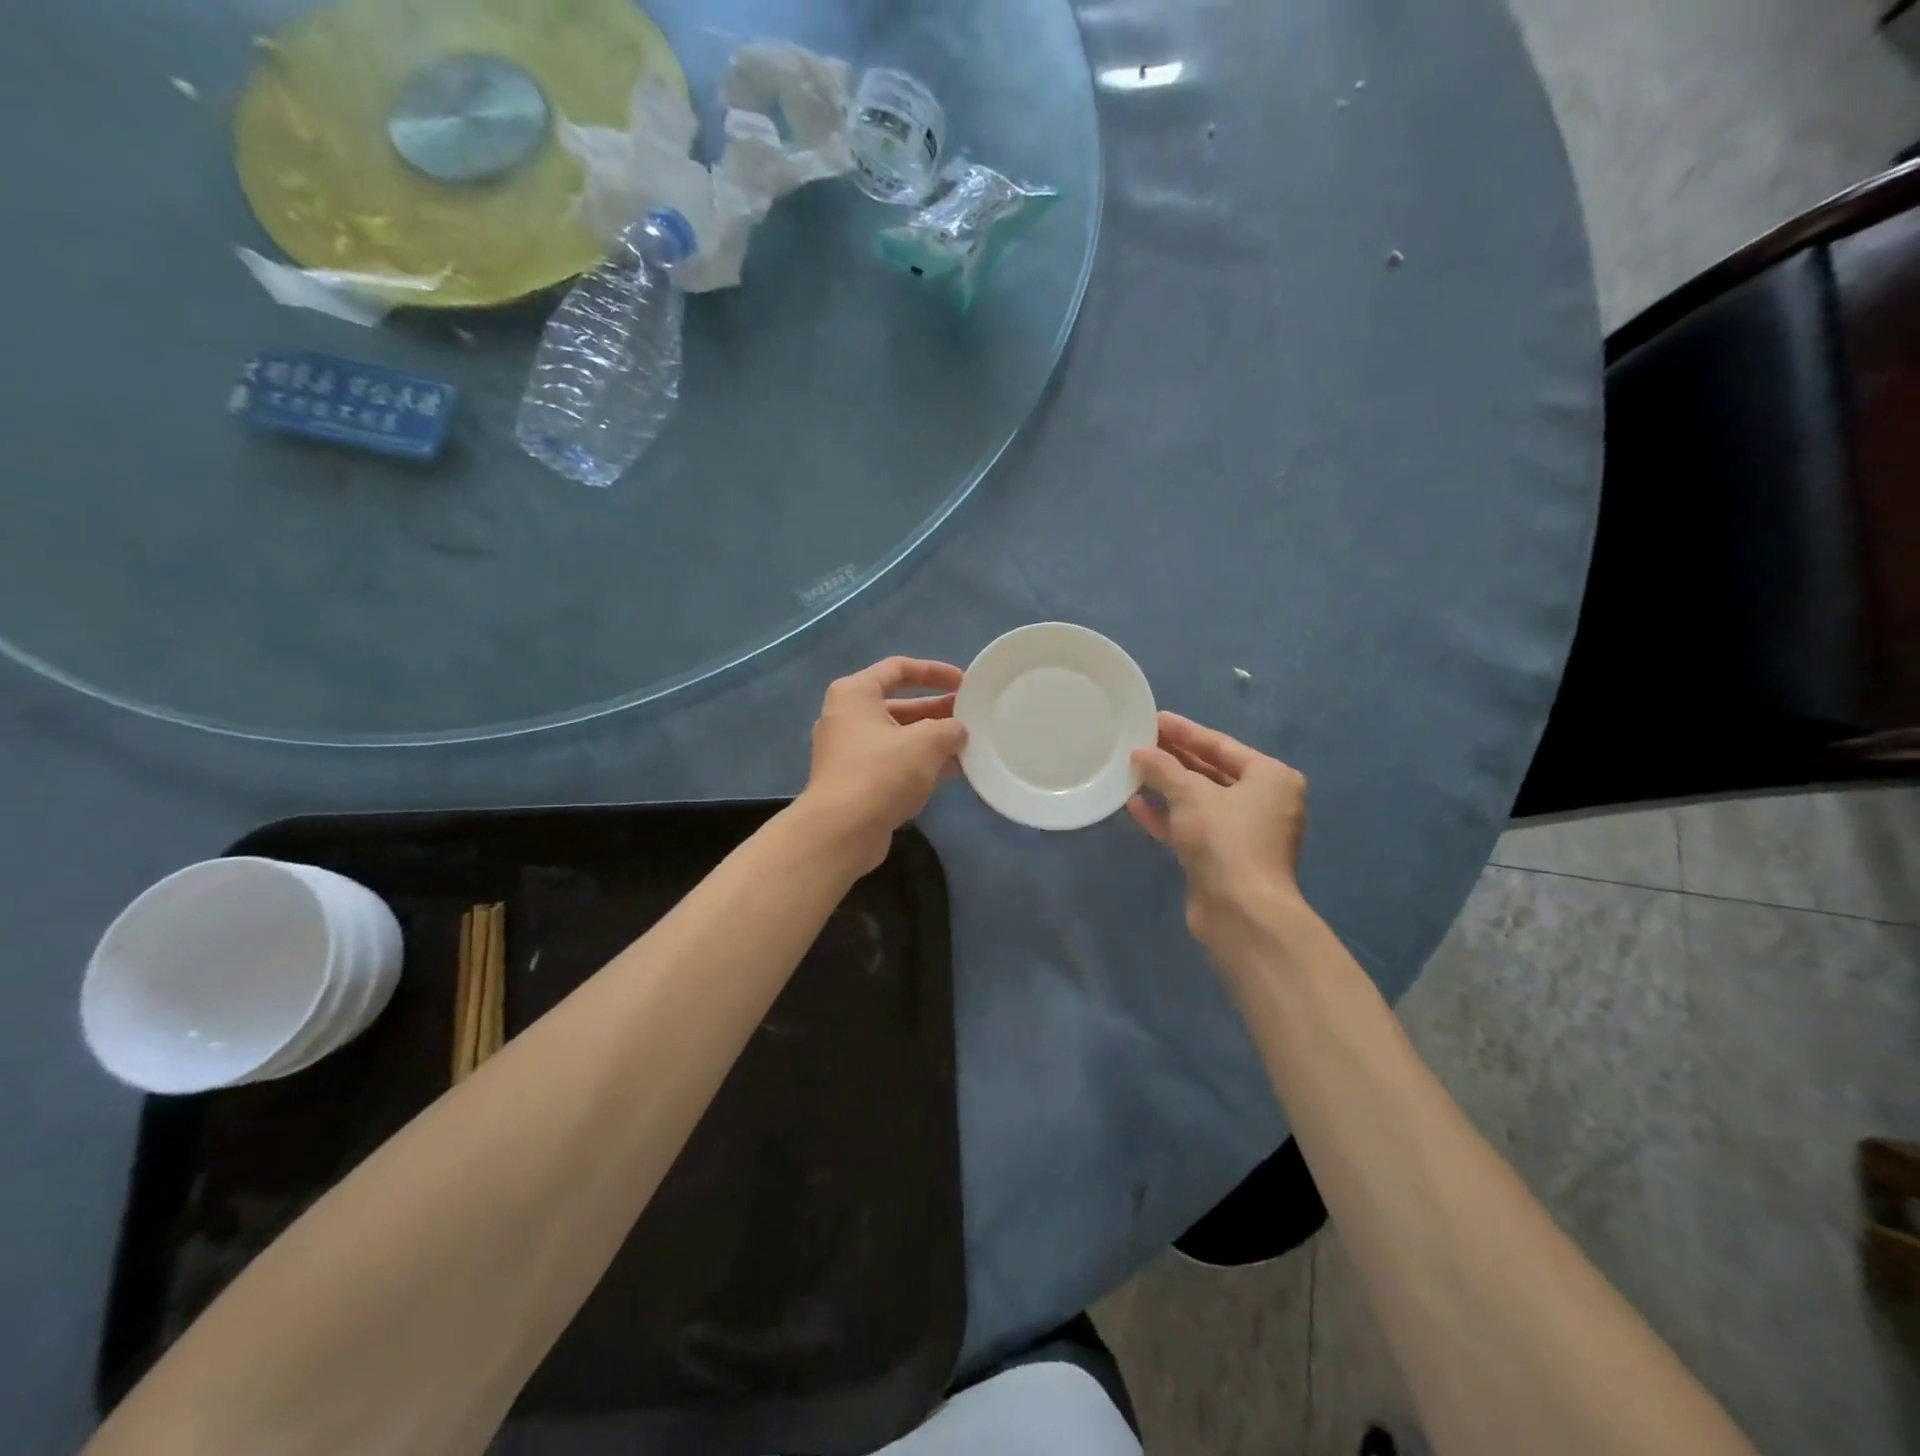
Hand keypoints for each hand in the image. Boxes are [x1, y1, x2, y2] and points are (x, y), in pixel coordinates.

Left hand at [801, 657, 968, 870]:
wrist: (841, 831)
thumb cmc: (881, 773)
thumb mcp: (926, 742)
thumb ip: (949, 729)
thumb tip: (958, 731)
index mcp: (856, 693)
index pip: (899, 668)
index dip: (935, 672)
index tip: (965, 683)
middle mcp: (848, 716)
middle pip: (900, 704)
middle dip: (938, 710)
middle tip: (972, 717)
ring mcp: (850, 751)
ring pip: (900, 736)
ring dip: (933, 740)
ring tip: (970, 744)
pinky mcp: (857, 781)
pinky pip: (895, 762)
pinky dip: (921, 763)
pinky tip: (953, 771)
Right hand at [1128, 712, 1308, 948]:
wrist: (1242, 912)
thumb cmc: (1225, 839)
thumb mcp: (1190, 794)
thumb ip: (1163, 769)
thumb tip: (1139, 752)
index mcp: (1270, 778)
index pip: (1221, 745)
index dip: (1185, 731)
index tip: (1155, 719)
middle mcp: (1263, 802)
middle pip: (1211, 772)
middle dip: (1174, 759)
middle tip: (1140, 742)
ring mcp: (1243, 832)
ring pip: (1199, 801)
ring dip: (1167, 788)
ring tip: (1132, 770)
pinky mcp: (1223, 858)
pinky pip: (1192, 827)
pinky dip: (1167, 816)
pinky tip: (1135, 805)